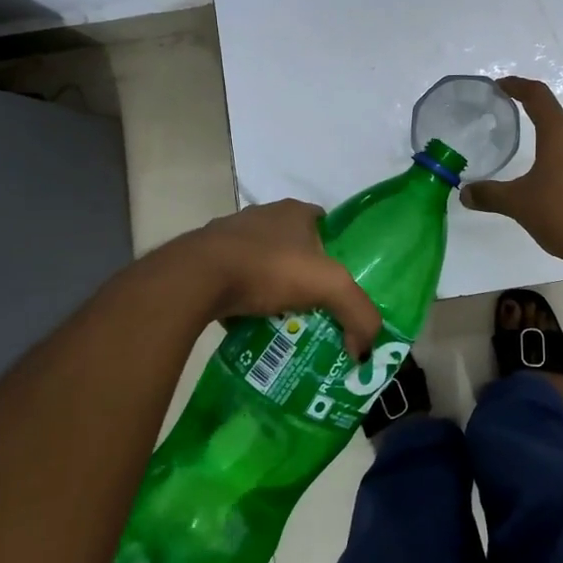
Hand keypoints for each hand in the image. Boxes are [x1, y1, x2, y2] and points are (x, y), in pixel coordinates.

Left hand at [170, 200, 382, 353]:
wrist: (196, 277)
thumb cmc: (269, 268)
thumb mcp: (330, 287)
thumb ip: (358, 313)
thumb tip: (366, 350)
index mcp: (294, 211)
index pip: (324, 223)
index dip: (334, 249)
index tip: (338, 280)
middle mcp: (263, 215)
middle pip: (293, 244)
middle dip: (303, 272)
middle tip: (314, 306)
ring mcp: (230, 234)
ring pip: (261, 261)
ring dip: (270, 285)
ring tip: (281, 318)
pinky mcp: (204, 258)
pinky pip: (233, 278)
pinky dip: (242, 296)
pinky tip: (248, 320)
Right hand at [461, 77, 562, 268]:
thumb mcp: (520, 205)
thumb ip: (491, 195)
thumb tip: (465, 194)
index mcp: (560, 131)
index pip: (537, 95)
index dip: (517, 86)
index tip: (502, 86)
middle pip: (560, 117)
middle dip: (540, 119)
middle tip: (521, 129)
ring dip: (561, 144)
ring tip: (543, 163)